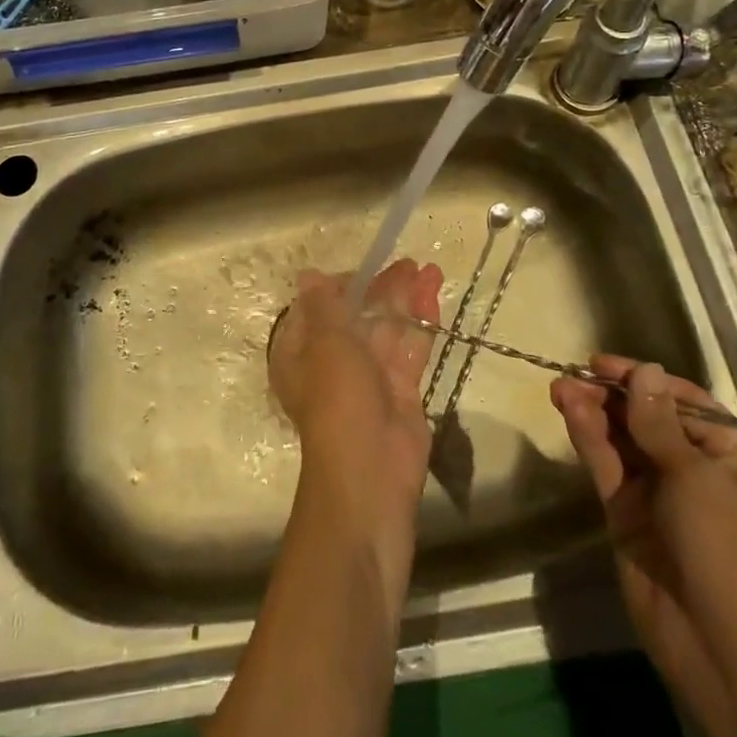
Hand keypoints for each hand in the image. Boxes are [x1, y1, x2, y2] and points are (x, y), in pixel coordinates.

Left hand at [269, 261, 442, 523]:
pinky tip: (435, 297)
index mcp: (302, 352)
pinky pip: (410, 349)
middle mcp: (333, 362)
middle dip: (382, 289)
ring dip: (407, 300)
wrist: (370, 474)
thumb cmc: (337, 400)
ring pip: (388, 329)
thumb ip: (325, 306)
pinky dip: (422, 323)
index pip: (319, 309)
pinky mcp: (401, 391)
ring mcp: (369, 378)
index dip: (342, 286)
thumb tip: (309, 274)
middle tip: (409, 263)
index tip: (366, 269)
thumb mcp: (326, 344)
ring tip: (431, 270)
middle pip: (359, 316)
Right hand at [550, 356, 736, 736]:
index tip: (604, 363)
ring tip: (560, 387)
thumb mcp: (695, 477)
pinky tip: (569, 412)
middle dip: (611, 394)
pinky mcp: (627, 512)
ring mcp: (658, 491)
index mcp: (732, 456)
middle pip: (647, 416)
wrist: (718, 647)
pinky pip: (607, 465)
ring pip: (621, 438)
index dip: (645, 380)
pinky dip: (588, 437)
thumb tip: (645, 369)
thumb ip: (658, 421)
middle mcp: (695, 467)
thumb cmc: (724, 549)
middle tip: (573, 374)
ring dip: (593, 411)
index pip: (683, 401)